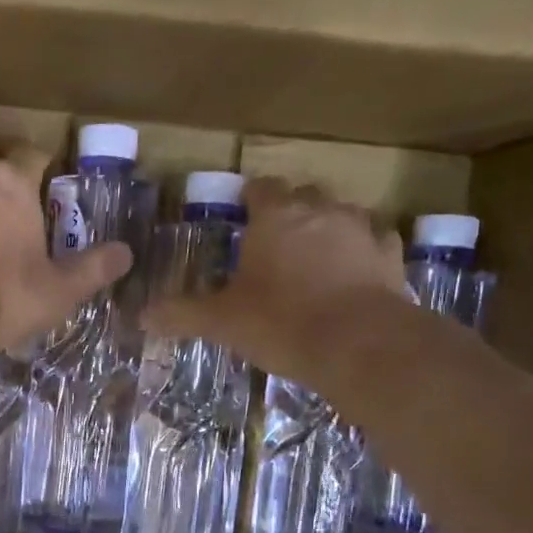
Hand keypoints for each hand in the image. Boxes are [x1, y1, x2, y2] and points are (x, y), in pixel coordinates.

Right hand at [146, 178, 405, 377]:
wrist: (360, 345)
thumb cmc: (281, 322)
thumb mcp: (222, 322)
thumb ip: (182, 314)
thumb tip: (141, 316)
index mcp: (275, 216)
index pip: (260, 188)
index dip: (250, 199)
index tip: (241, 215)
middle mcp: (321, 211)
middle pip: (303, 195)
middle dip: (289, 211)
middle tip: (272, 242)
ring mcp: (362, 230)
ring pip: (342, 213)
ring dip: (327, 227)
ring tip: (313, 257)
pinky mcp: (391, 256)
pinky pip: (375, 241)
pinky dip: (362, 250)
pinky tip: (354, 271)